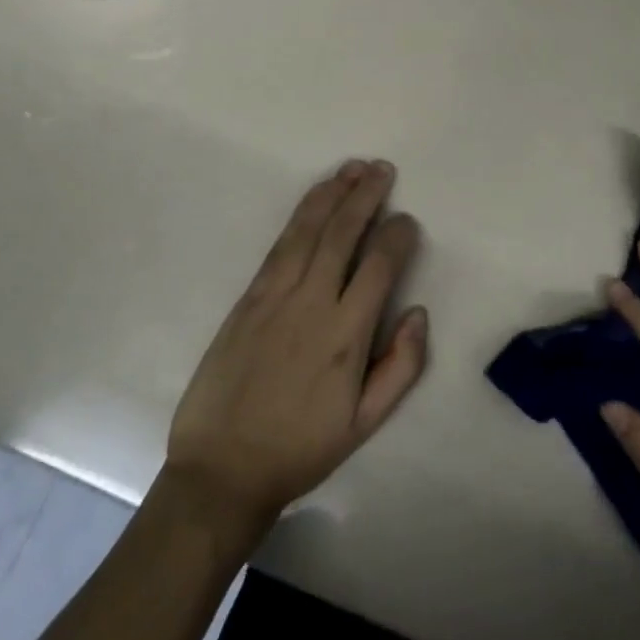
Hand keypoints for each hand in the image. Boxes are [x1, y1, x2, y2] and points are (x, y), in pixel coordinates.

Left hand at [163, 160, 428, 536]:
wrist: (221, 471)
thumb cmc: (301, 449)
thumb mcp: (365, 424)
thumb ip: (402, 367)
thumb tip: (418, 312)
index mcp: (346, 335)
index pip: (380, 265)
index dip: (398, 235)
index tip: (407, 220)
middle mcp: (311, 304)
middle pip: (343, 234)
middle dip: (366, 196)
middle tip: (383, 169)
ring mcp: (275, 296)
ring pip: (309, 230)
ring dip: (333, 194)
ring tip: (353, 168)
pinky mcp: (248, 298)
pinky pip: (280, 245)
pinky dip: (301, 214)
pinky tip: (315, 198)